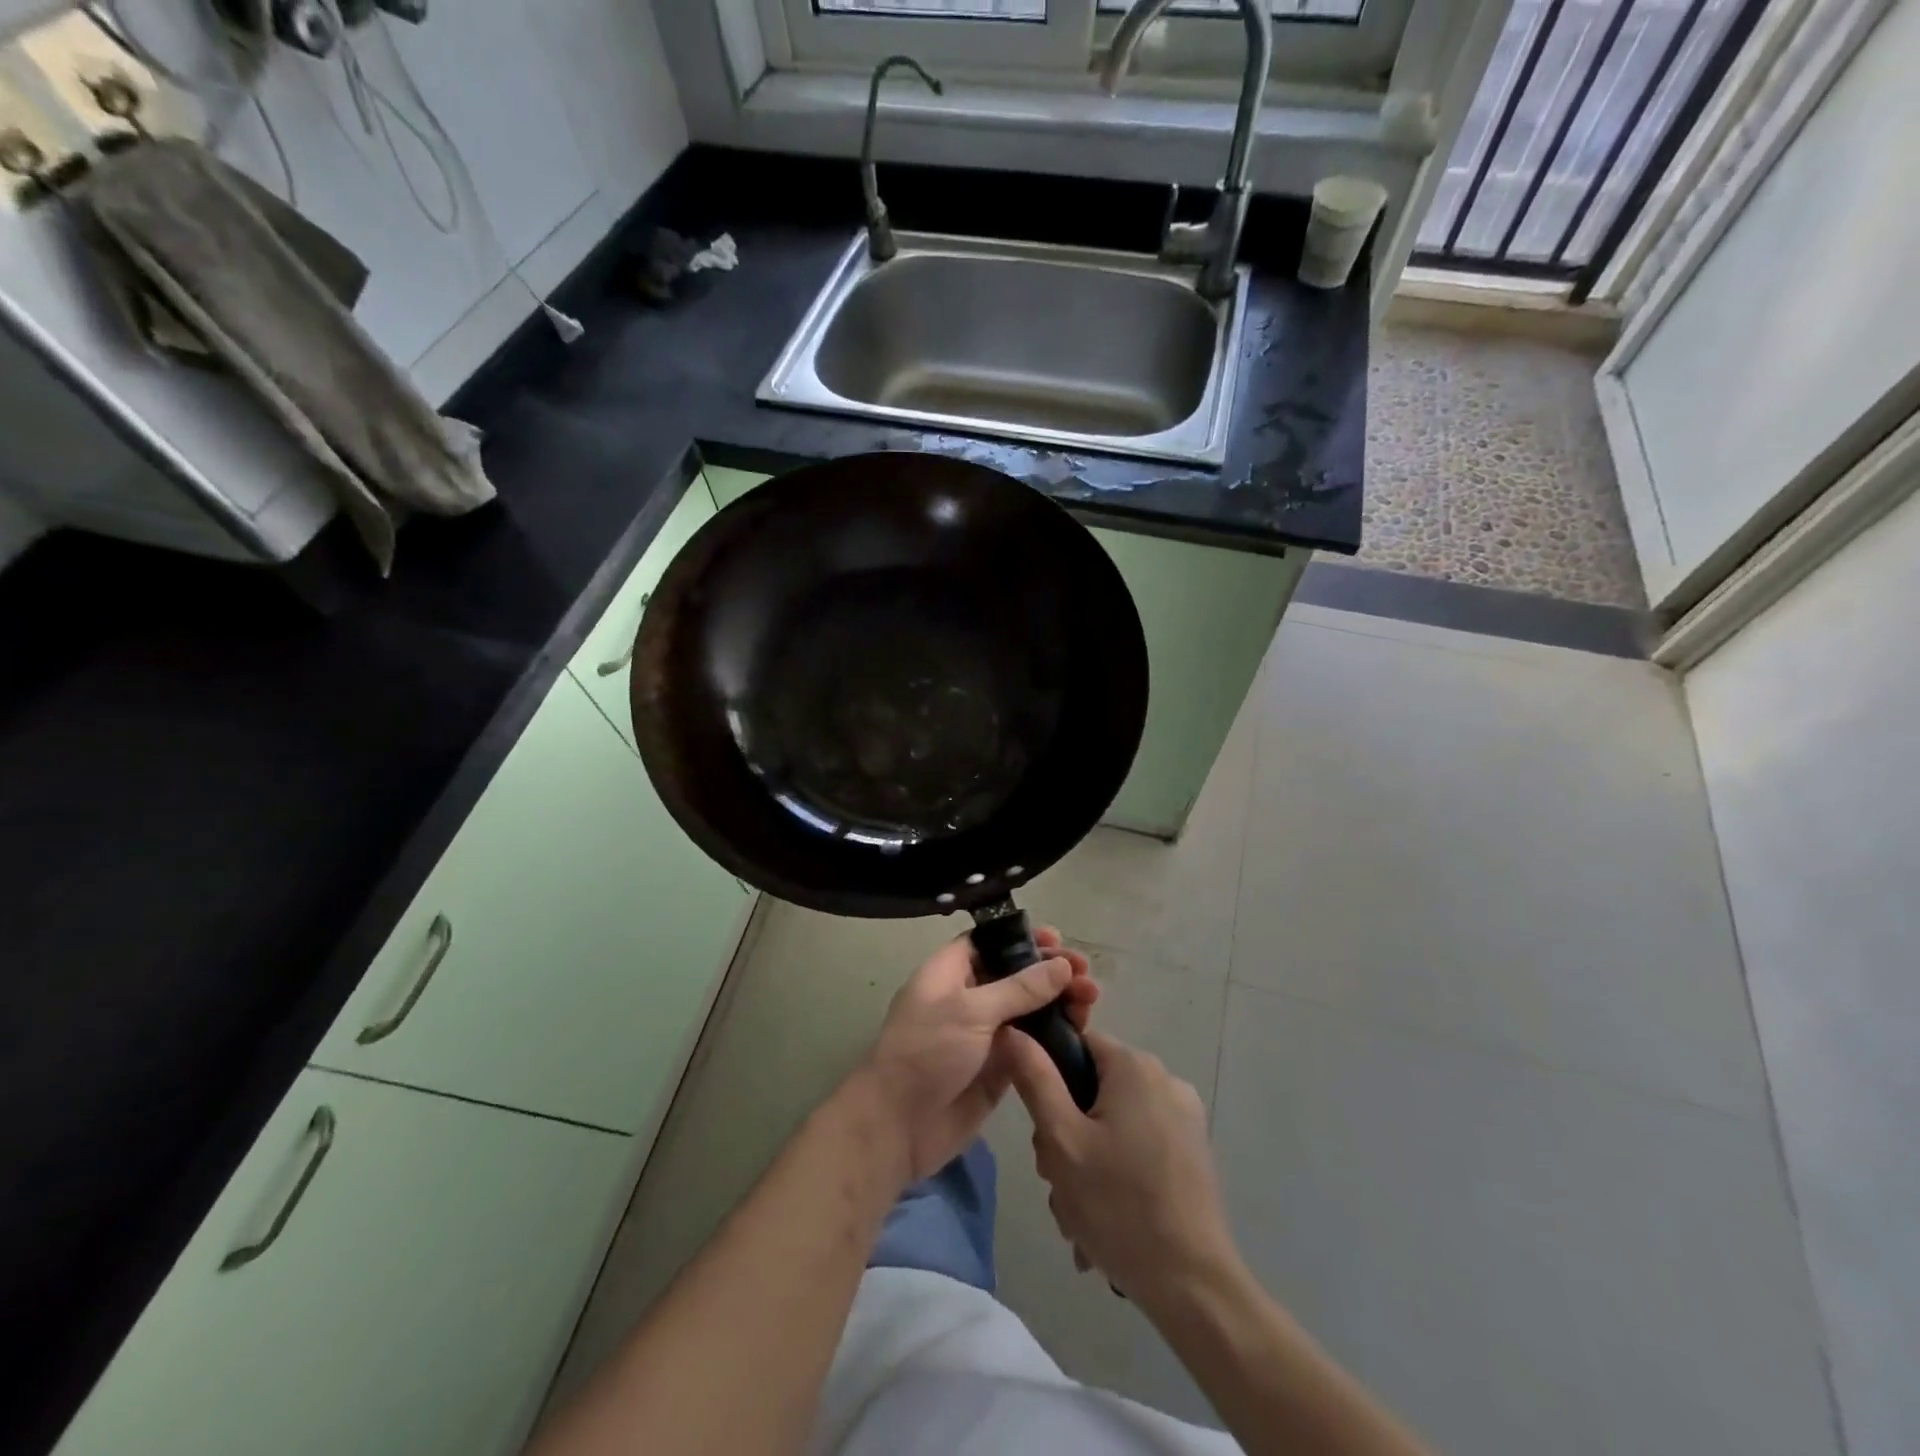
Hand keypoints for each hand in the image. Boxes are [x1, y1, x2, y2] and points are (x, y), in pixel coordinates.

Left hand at [860, 926, 1095, 1183]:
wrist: (898, 1126)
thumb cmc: (927, 1052)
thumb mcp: (971, 1011)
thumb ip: (1020, 988)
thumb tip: (1062, 965)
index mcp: (949, 973)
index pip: (988, 942)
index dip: (1022, 938)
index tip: (1057, 939)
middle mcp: (968, 998)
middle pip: (1015, 975)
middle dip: (1050, 972)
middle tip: (1085, 973)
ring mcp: (984, 1034)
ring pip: (1028, 1010)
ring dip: (1058, 1002)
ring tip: (1091, 1001)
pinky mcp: (998, 1067)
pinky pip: (1031, 1044)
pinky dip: (1054, 1036)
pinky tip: (1081, 1031)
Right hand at [1006, 1028, 1238, 1307]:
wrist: (1193, 1288)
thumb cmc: (1119, 1206)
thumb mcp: (1062, 1140)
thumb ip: (1035, 1079)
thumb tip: (1014, 1029)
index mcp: (1134, 1066)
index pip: (1075, 1045)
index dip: (1049, 1080)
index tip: (1042, 1130)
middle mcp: (1164, 1080)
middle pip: (1092, 1089)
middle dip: (1067, 1134)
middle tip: (1058, 1182)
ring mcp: (1183, 1117)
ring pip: (1112, 1123)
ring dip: (1087, 1163)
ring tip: (1080, 1216)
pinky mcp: (1192, 1151)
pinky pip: (1138, 1145)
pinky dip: (1116, 1173)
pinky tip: (1105, 1222)